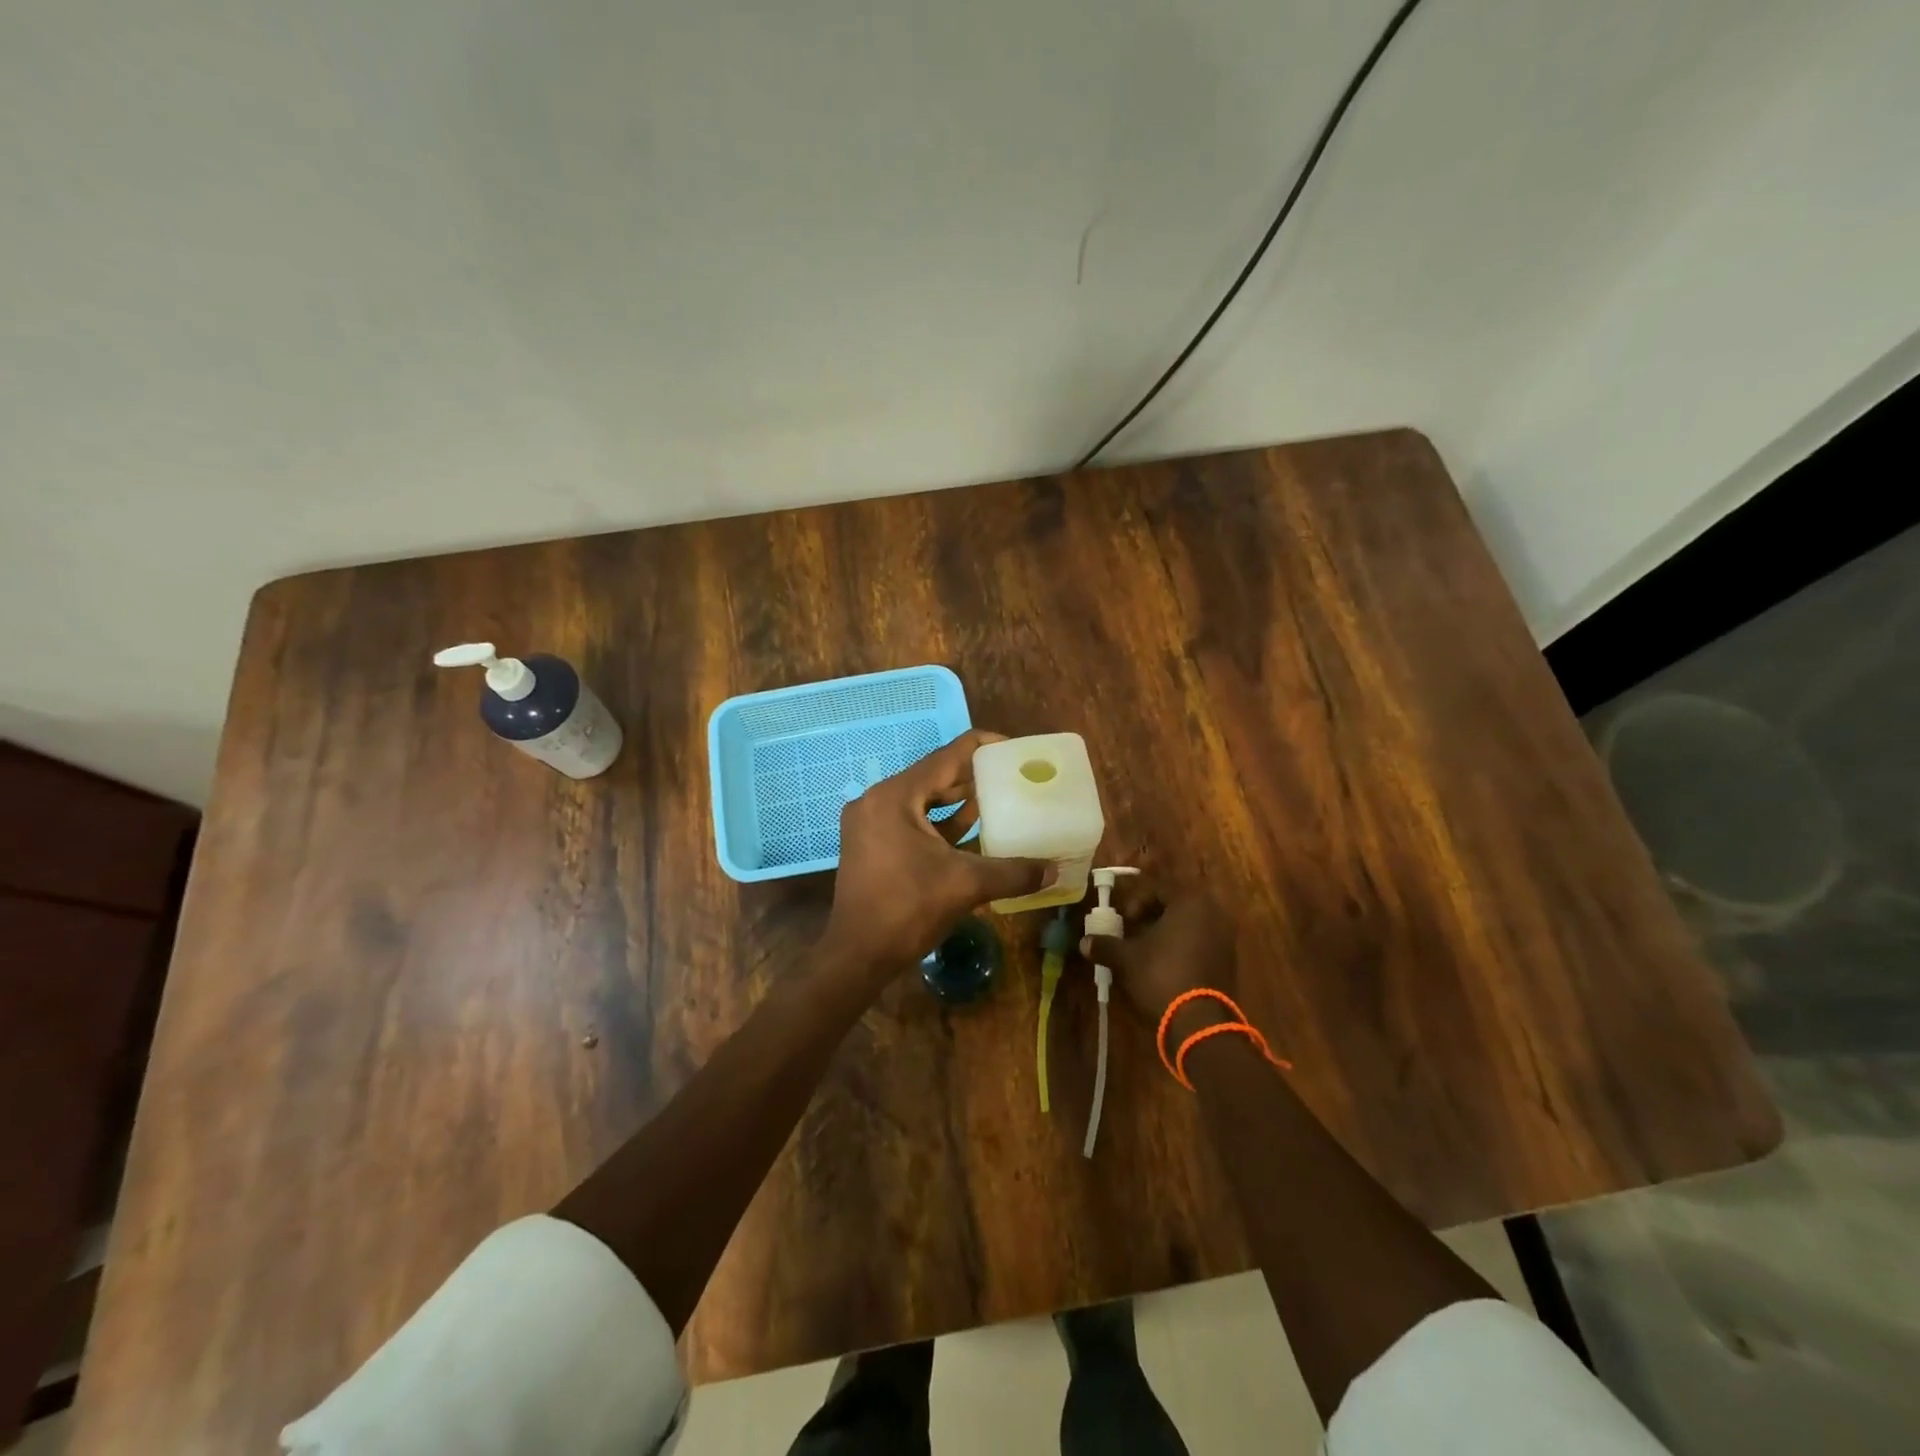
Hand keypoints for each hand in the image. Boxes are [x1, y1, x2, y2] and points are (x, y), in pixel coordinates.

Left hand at [821, 730, 1053, 979]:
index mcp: (895, 796)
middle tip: (1011, 775)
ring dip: (957, 800)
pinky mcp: (871, 844)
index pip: (946, 756)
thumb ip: (1013, 872)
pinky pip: (911, 820)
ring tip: (998, 798)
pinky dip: (939, 822)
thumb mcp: (966, 884)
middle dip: (972, 776)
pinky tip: (971, 828)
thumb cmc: (908, 909)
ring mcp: (870, 823)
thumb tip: (1055, 870)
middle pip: (933, 776)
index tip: (1013, 749)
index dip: (982, 748)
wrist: (858, 955)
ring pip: (922, 799)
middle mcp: (877, 800)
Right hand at [1081, 878, 1238, 1041]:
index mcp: (1190, 902)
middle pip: (1176, 906)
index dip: (1136, 902)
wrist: (1200, 1023)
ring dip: (1167, 933)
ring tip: (1147, 951)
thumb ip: (1105, 945)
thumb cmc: (1161, 976)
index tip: (1124, 920)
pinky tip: (1165, 966)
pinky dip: (1183, 948)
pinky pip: (1202, 943)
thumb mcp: (1126, 958)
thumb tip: (1084, 942)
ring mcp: (1225, 938)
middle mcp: (1213, 913)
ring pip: (1189, 925)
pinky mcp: (1229, 961)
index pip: (1158, 889)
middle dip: (1152, 917)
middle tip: (1134, 932)